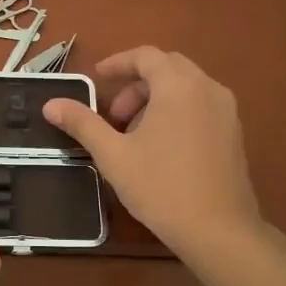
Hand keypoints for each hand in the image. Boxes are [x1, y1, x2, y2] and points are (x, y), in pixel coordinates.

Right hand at [43, 47, 264, 257]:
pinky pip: (200, 105)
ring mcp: (226, 111)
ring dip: (155, 99)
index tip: (98, 78)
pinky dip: (176, 111)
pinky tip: (161, 147)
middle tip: (114, 114)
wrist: (219, 230)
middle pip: (167, 68)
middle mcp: (207, 89)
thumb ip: (83, 124)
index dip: (118, 63)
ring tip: (134, 135)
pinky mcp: (234, 133)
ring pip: (185, 87)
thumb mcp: (113, 155)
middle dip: (136, 84)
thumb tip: (51, 105)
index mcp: (178, 86)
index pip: (146, 56)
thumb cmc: (161, 187)